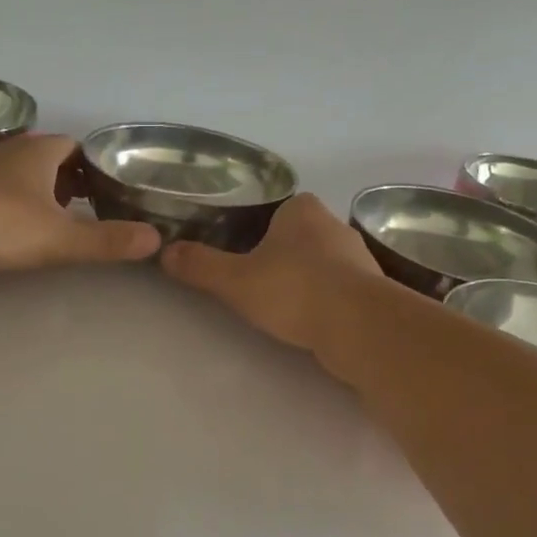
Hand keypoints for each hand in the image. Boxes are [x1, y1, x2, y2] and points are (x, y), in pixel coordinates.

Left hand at [0, 135, 161, 272]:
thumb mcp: (60, 237)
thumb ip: (106, 241)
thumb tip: (155, 239)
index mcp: (39, 153)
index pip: (76, 147)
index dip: (96, 166)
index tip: (112, 189)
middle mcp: (9, 155)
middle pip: (48, 162)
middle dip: (70, 182)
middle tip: (92, 210)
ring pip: (19, 180)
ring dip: (39, 196)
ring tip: (59, 225)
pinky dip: (11, 210)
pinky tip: (15, 235)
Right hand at [160, 193, 382, 350]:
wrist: (359, 326)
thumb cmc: (293, 290)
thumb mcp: (234, 280)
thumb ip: (200, 266)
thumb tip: (165, 253)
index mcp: (302, 209)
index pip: (275, 210)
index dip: (254, 230)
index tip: (240, 255)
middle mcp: (334, 225)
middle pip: (297, 236)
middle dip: (279, 256)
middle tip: (253, 282)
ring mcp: (358, 257)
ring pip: (320, 263)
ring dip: (303, 280)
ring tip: (279, 306)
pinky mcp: (371, 290)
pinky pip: (339, 288)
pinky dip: (323, 300)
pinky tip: (308, 320)